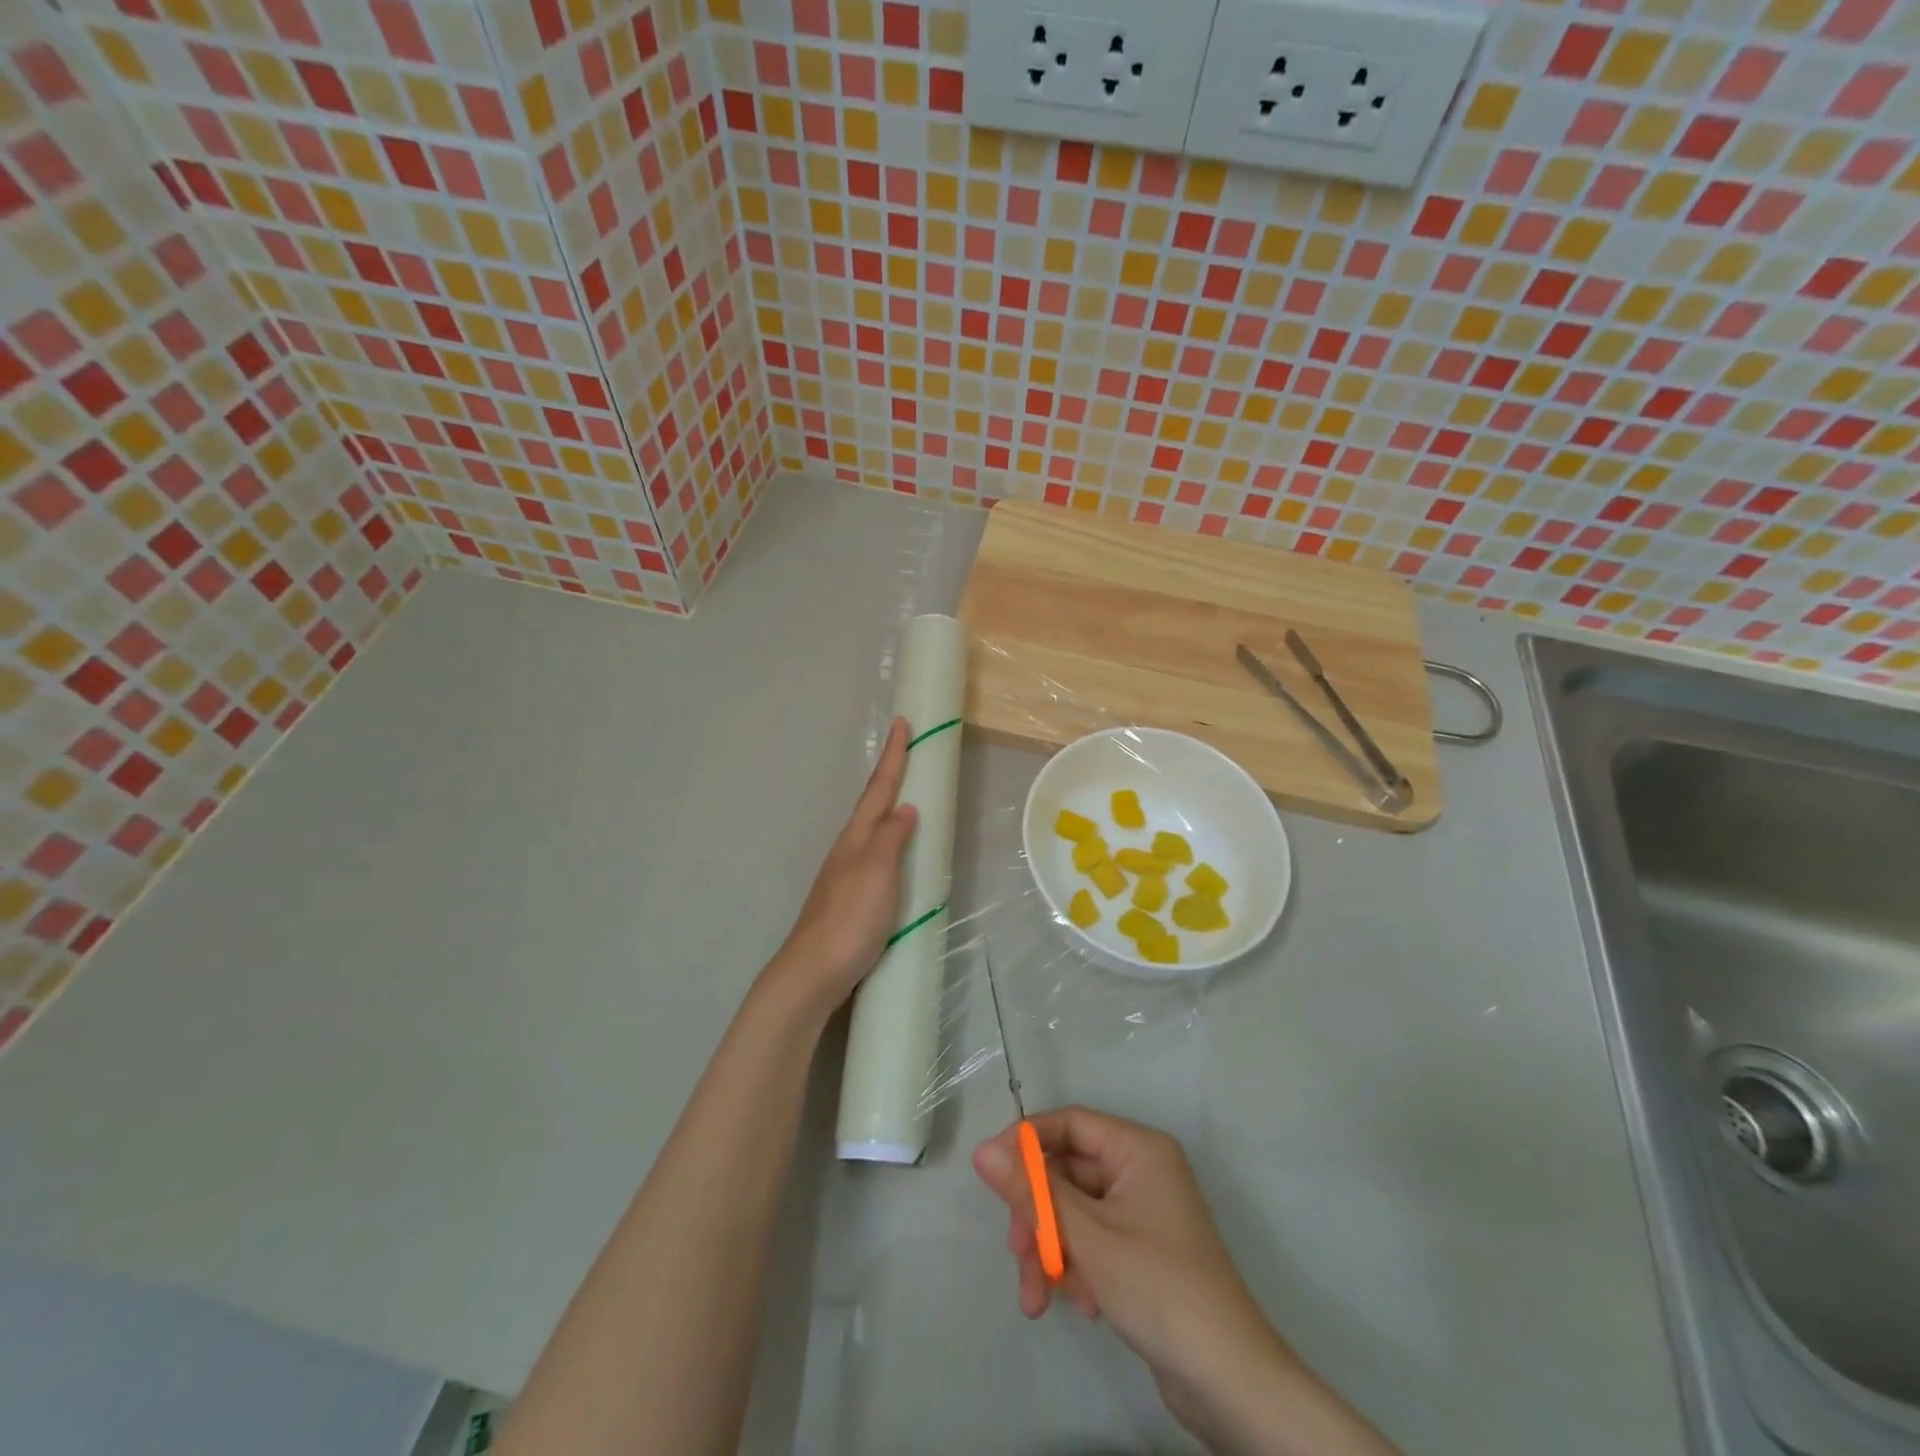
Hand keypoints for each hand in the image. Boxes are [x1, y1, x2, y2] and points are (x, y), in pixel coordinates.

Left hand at [764, 717, 917, 1016]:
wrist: (814, 971)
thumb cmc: (850, 918)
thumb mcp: (877, 871)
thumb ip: (892, 838)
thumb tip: (906, 809)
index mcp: (857, 838)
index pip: (880, 789)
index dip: (894, 756)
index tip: (902, 723)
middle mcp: (850, 849)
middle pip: (873, 805)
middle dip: (890, 777)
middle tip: (908, 753)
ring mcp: (847, 875)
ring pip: (872, 830)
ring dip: (889, 808)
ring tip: (907, 796)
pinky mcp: (851, 899)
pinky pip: (876, 856)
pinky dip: (890, 841)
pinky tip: (896, 854)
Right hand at [974, 1108, 1401, 1454]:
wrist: (1229, 1381)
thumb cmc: (1158, 1288)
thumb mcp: (1086, 1236)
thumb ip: (1032, 1190)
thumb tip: (982, 1150)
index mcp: (1137, 1148)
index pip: (1069, 1123)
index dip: (1026, 1142)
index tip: (990, 1173)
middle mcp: (1140, 1169)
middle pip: (1066, 1171)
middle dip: (1037, 1215)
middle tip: (1019, 1253)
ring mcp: (1140, 1211)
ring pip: (1073, 1210)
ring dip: (1051, 1249)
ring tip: (1039, 1297)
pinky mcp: (1139, 1249)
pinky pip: (1091, 1239)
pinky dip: (1075, 1266)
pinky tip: (1080, 1304)